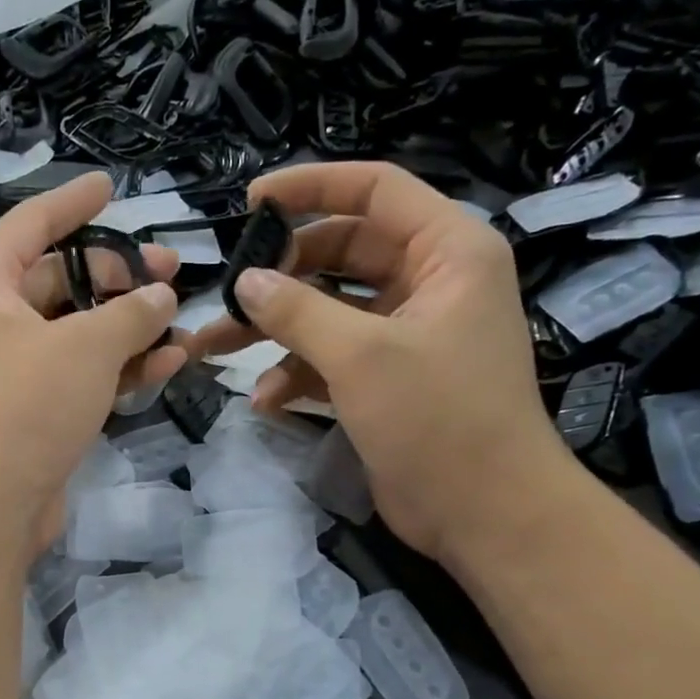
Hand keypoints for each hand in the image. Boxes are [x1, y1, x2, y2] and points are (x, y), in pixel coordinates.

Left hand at [0, 172, 189, 544]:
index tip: (110, 185)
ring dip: (129, 327)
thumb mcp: (86, 347)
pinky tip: (168, 364)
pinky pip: (80, 372)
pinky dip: (119, 367)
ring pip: (78, 330)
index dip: (73, 202)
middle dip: (119, 275)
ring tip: (181, 322)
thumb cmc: (26, 407)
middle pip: (63, 278)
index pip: (33, 223)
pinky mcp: (34, 408)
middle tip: (172, 272)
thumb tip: (161, 297)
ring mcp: (14, 367)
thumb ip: (131, 314)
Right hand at [193, 161, 567, 560]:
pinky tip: (265, 400)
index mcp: (447, 250)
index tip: (251, 202)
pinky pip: (333, 357)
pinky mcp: (388, 379)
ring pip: (329, 310)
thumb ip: (298, 310)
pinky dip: (297, 373)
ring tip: (215, 348)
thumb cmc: (437, 417)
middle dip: (281, 275)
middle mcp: (430, 282)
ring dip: (276, 330)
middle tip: (229, 292)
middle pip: (342, 252)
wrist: (483, 512)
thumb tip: (246, 280)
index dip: (312, 187)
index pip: (375, 190)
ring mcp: (407, 334)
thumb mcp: (361, 355)